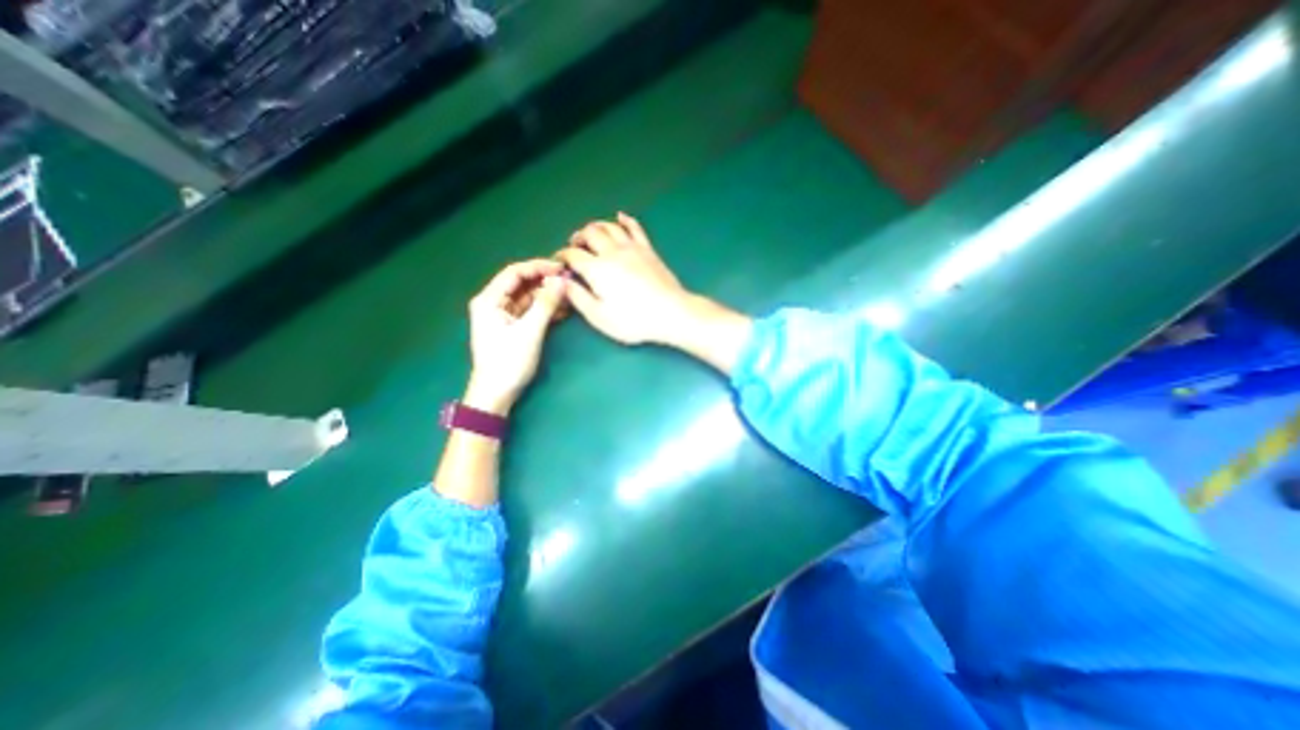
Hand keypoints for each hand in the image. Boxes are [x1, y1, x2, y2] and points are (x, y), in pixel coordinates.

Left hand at [467, 259, 568, 412]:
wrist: (496, 394)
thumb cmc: (509, 362)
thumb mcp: (530, 331)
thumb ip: (546, 304)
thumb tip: (561, 281)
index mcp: (490, 300)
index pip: (515, 272)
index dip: (538, 267)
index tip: (562, 268)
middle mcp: (493, 303)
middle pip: (521, 283)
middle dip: (544, 281)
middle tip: (568, 281)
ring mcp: (502, 316)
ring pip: (527, 297)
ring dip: (546, 295)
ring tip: (569, 295)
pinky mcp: (511, 328)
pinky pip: (529, 311)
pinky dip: (544, 309)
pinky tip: (562, 309)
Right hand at [562, 211, 701, 345]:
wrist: (670, 312)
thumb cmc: (633, 320)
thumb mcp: (599, 317)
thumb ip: (578, 298)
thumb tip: (562, 281)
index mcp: (597, 269)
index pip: (573, 255)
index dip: (562, 256)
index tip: (559, 262)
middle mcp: (612, 252)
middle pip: (590, 234)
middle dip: (578, 237)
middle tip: (574, 245)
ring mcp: (632, 248)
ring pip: (609, 227)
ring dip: (596, 226)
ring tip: (590, 233)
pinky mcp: (648, 249)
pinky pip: (635, 228)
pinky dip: (625, 220)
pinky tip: (620, 216)